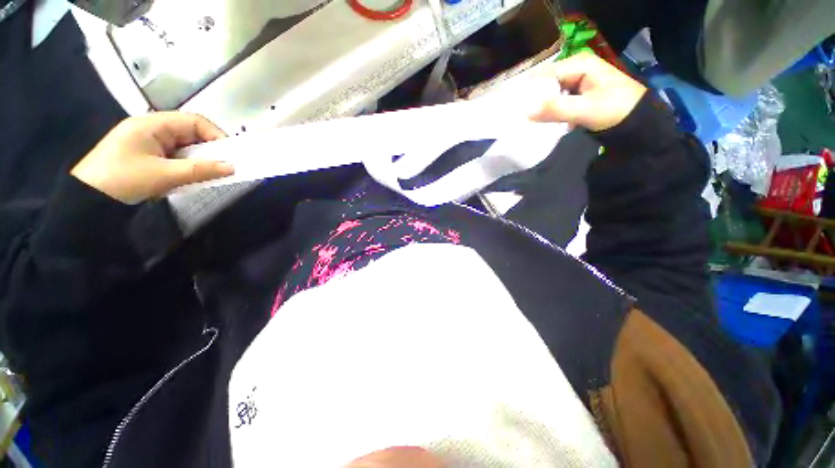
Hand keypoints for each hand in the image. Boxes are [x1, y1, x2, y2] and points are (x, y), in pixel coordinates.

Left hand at [71, 112, 234, 203]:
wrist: (85, 200)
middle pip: (189, 133)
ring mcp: (147, 142)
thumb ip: (200, 170)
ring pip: (183, 146)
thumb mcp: (164, 175)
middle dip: (208, 149)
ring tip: (210, 174)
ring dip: (198, 159)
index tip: (231, 155)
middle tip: (224, 167)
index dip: (216, 135)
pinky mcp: (144, 156)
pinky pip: (173, 156)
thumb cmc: (122, 180)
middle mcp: (151, 129)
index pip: (194, 121)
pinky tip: (190, 176)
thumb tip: (232, 167)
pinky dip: (186, 165)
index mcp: (152, 124)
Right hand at [529, 53, 646, 131]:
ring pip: (550, 92)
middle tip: (520, 117)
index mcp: (579, 63)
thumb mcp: (585, 110)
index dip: (529, 90)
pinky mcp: (577, 92)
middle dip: (534, 99)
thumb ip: (556, 109)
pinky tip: (544, 120)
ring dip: (541, 106)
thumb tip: (525, 112)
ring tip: (529, 120)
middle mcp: (576, 67)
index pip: (544, 74)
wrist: (637, 120)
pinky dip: (550, 110)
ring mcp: (576, 79)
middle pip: (546, 82)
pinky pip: (557, 99)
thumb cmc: (614, 110)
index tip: (515, 108)